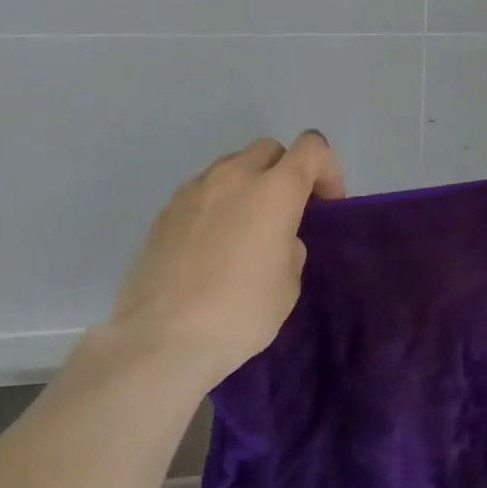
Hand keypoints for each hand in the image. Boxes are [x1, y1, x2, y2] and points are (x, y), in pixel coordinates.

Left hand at [108, 131, 344, 387]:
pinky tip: (211, 247)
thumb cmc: (240, 312)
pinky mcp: (164, 211)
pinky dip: (216, 205)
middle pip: (269, 149)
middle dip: (284, 172)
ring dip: (247, 186)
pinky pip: (201, 192)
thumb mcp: (289, 284)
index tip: (325, 205)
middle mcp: (234, 177)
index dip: (326, 170)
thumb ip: (290, 247)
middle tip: (286, 213)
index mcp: (275, 190)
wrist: (159, 339)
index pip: (311, 147)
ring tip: (245, 229)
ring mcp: (193, 190)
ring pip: (231, 167)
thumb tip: (276, 240)